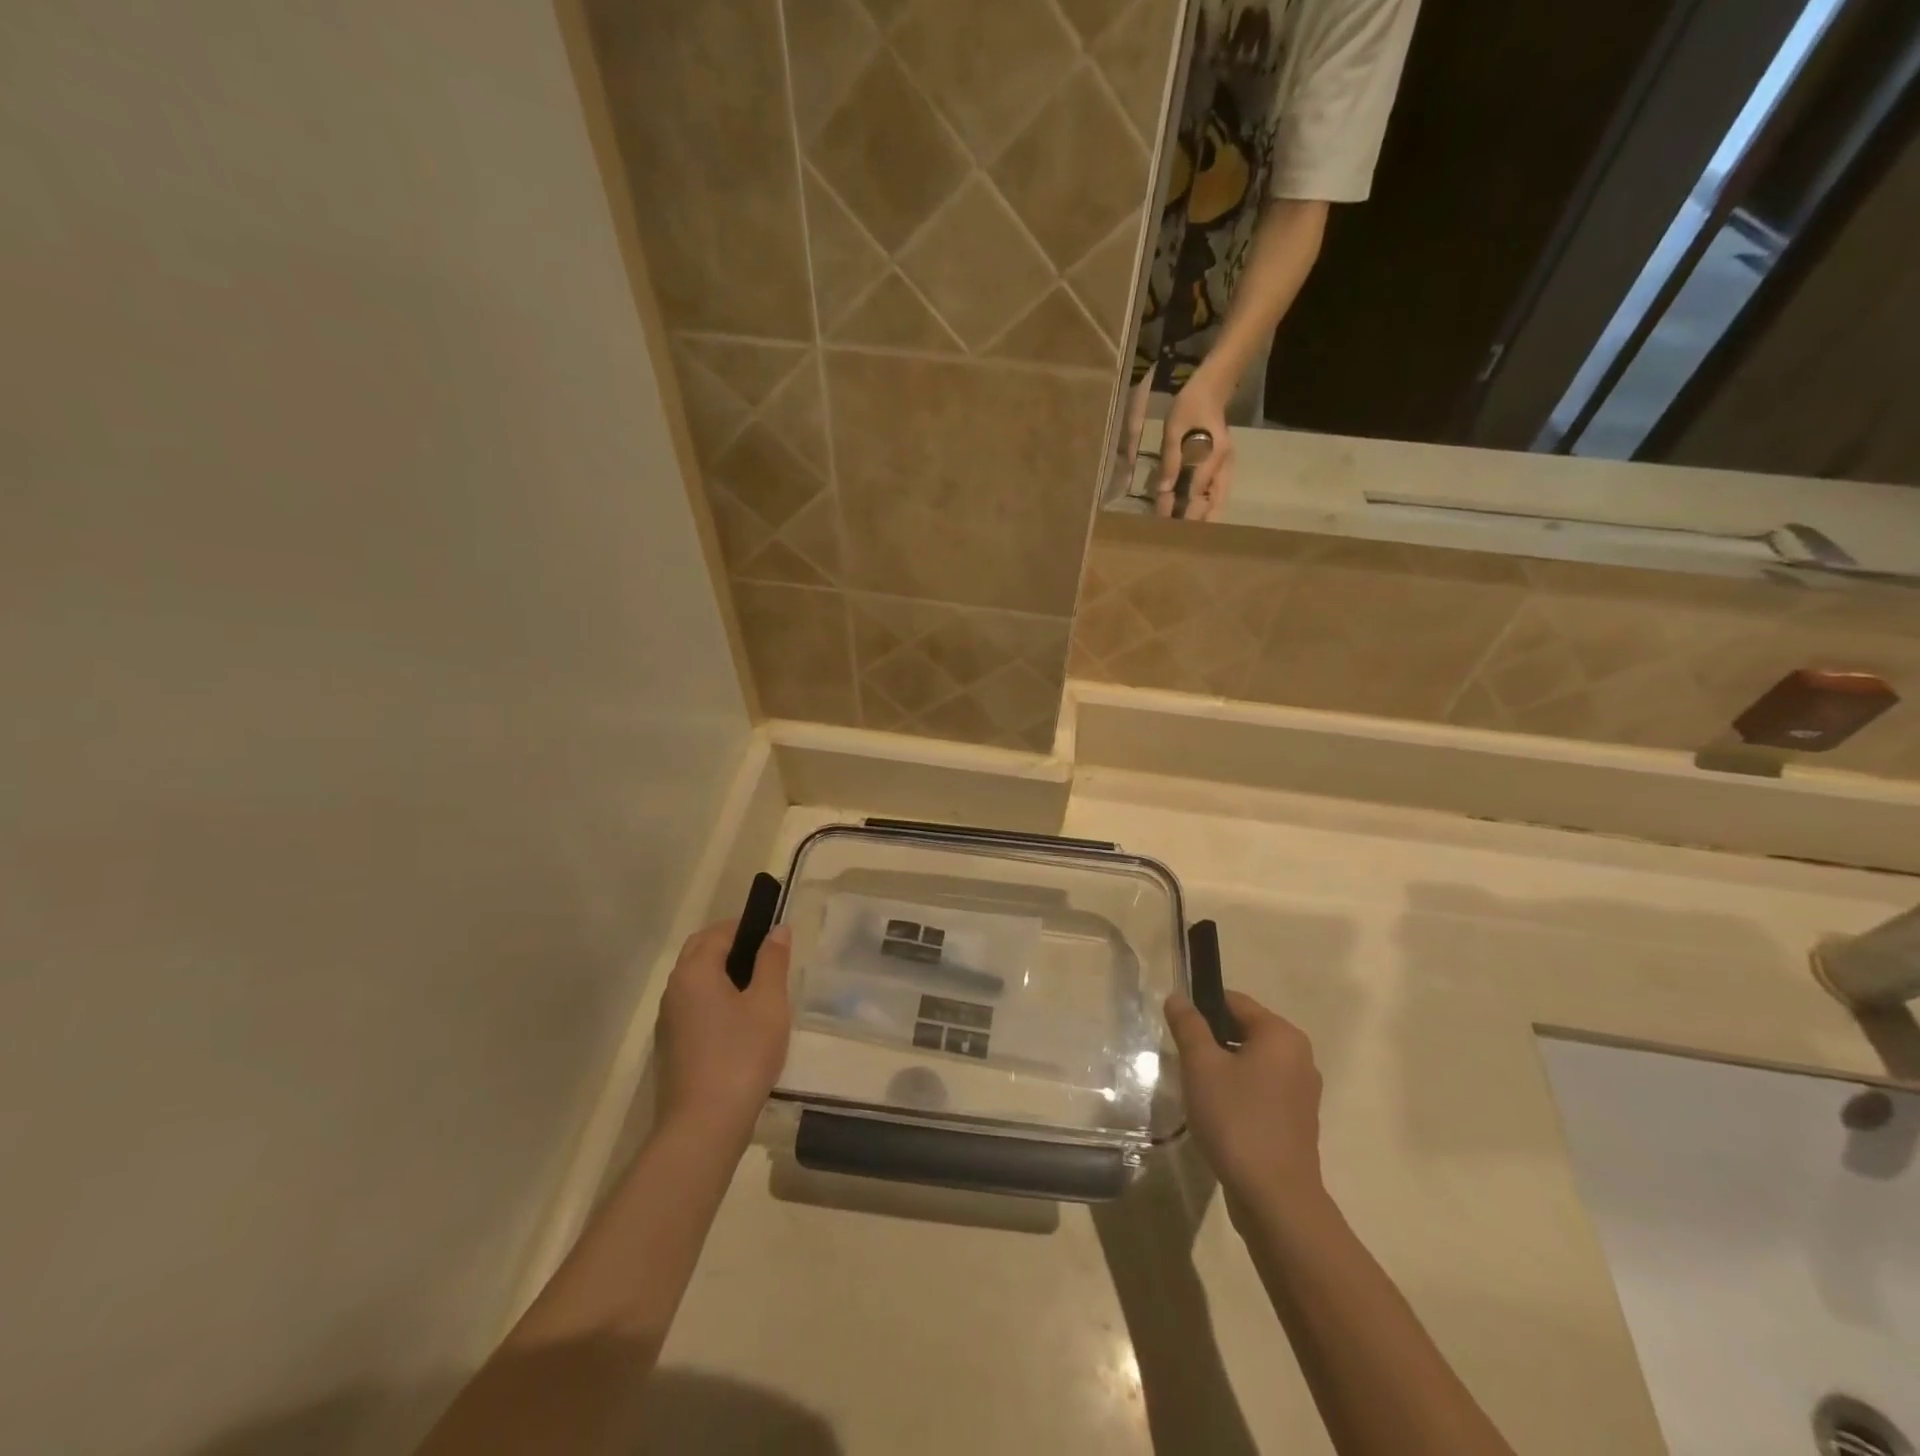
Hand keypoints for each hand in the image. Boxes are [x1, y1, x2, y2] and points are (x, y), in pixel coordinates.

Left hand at [654, 920, 791, 1146]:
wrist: (703, 1127)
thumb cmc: (742, 1055)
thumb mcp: (769, 1004)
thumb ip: (773, 962)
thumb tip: (777, 930)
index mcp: (695, 971)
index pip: (719, 932)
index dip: (748, 926)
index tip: (775, 936)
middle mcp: (674, 989)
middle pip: (700, 951)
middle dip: (732, 945)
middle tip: (768, 958)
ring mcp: (668, 1019)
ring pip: (695, 979)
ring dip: (722, 972)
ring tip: (758, 989)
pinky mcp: (671, 1046)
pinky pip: (693, 1005)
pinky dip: (714, 998)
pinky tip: (740, 1022)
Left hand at [1154, 371, 1235, 521]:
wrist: (1211, 388)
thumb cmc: (1190, 406)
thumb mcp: (1174, 430)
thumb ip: (1170, 460)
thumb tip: (1163, 489)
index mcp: (1213, 455)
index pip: (1196, 491)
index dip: (1180, 507)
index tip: (1164, 520)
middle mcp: (1224, 464)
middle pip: (1215, 502)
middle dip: (1198, 519)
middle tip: (1180, 535)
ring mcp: (1226, 465)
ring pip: (1219, 499)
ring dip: (1205, 516)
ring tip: (1188, 531)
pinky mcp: (1223, 465)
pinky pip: (1218, 492)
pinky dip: (1207, 505)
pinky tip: (1195, 514)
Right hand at [1165, 990, 1322, 1213]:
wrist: (1275, 1199)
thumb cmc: (1236, 1120)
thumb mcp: (1201, 1065)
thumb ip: (1188, 1026)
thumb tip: (1178, 997)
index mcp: (1281, 1035)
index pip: (1234, 1001)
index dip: (1201, 1007)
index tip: (1177, 1028)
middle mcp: (1299, 1056)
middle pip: (1245, 1030)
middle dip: (1212, 1040)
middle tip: (1184, 1060)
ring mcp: (1302, 1091)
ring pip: (1252, 1062)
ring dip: (1224, 1068)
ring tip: (1197, 1089)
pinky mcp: (1297, 1121)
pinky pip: (1262, 1089)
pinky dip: (1239, 1092)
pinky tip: (1218, 1113)